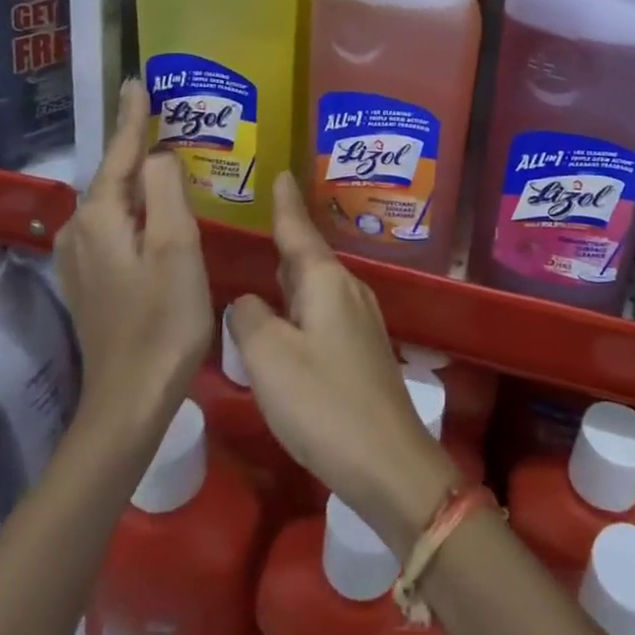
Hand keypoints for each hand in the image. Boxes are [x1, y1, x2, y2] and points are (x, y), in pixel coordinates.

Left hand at [55, 79, 212, 437]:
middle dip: (136, 143)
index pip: (119, 151)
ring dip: (137, 175)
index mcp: (100, 216)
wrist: (131, 397)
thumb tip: (159, 154)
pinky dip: (135, 205)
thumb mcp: (177, 245)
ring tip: (166, 153)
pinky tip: (155, 207)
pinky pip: (114, 223)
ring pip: (114, 200)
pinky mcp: (90, 279)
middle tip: (165, 114)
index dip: (132, 116)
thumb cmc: (164, 318)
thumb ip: (166, 189)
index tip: (137, 81)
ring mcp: (81, 257)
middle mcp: (80, 229)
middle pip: (114, 174)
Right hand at [228, 173, 457, 554]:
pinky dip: (301, 304)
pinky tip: (288, 318)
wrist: (387, 460)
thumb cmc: (323, 402)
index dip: (286, 204)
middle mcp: (348, 290)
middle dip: (286, 239)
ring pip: (317, 285)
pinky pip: (324, 310)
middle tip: (262, 219)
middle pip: (309, 256)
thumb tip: (247, 300)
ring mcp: (360, 320)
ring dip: (292, 275)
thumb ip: (250, 320)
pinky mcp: (362, 349)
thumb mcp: (269, 359)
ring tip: (267, 263)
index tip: (282, 174)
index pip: (299, 231)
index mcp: (326, 281)